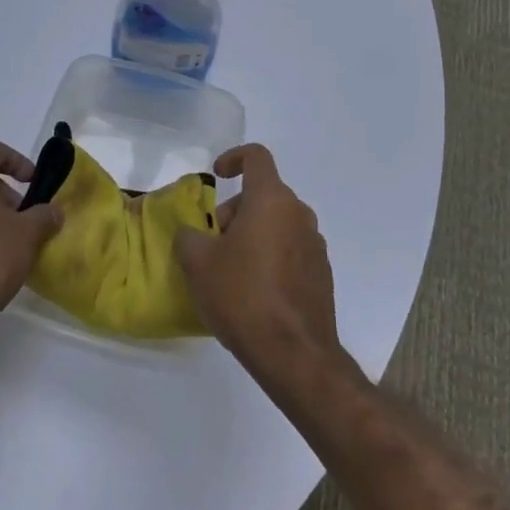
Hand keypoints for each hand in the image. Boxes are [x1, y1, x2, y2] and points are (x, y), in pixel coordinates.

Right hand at [176, 145, 344, 380]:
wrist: (294, 354)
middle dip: (235, 210)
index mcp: (271, 200)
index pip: (256, 156)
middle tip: (213, 242)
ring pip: (277, 223)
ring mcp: (315, 245)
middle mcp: (299, 214)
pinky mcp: (321, 274)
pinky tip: (254, 291)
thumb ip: (188, 236)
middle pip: (264, 194)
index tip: (217, 176)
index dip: (233, 158)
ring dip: (252, 234)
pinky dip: (270, 256)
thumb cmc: (242, 296)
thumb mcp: (198, 263)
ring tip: (230, 270)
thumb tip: (193, 233)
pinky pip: (290, 250)